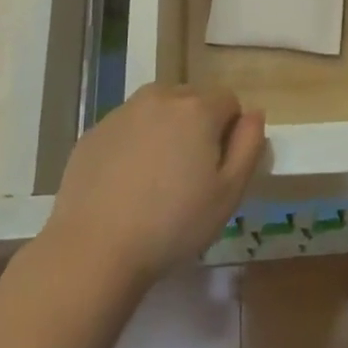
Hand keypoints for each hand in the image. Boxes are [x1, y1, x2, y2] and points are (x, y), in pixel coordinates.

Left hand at [44, 85, 265, 284]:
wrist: (94, 249)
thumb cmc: (173, 224)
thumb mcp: (229, 193)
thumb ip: (249, 145)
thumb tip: (254, 114)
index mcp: (197, 108)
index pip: (229, 101)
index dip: (230, 132)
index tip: (218, 168)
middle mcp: (159, 98)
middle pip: (192, 100)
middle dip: (198, 125)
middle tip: (190, 173)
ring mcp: (121, 113)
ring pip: (157, 110)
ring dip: (165, 130)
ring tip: (157, 176)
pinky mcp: (93, 132)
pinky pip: (127, 127)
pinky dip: (134, 143)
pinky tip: (126, 183)